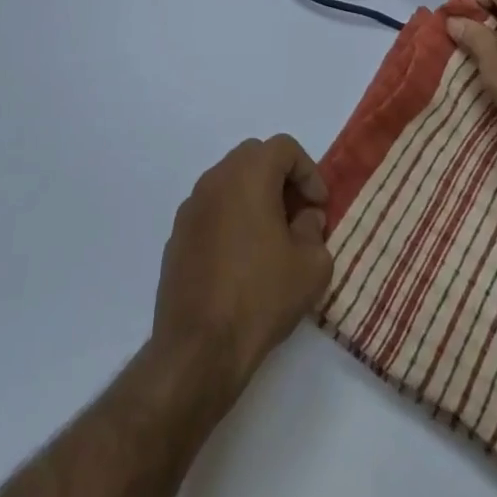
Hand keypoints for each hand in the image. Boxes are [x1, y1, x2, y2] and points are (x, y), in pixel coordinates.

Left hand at [152, 135, 333, 390]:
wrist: (198, 348)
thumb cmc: (261, 297)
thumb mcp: (311, 266)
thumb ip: (314, 229)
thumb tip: (305, 217)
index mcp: (249, 174)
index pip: (284, 148)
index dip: (308, 172)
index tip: (319, 207)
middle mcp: (215, 179)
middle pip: (254, 157)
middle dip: (281, 179)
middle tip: (298, 215)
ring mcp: (191, 206)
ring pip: (230, 182)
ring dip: (254, 197)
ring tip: (272, 239)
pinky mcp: (177, 235)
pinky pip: (212, 210)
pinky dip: (231, 218)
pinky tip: (242, 259)